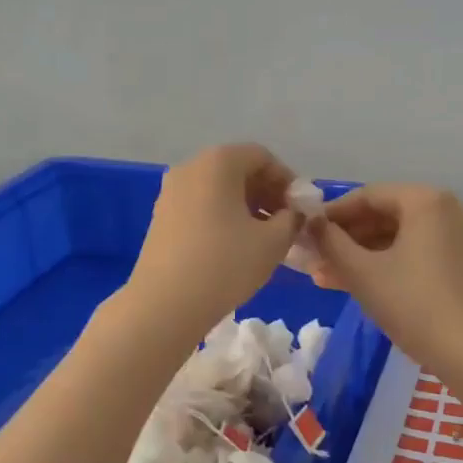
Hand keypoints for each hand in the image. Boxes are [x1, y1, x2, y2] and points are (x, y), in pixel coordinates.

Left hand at [125, 144, 302, 342]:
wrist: (165, 305)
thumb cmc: (225, 264)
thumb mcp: (274, 241)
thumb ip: (292, 219)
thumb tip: (292, 214)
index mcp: (218, 162)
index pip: (262, 157)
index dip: (287, 180)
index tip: (300, 209)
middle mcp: (191, 167)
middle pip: (238, 170)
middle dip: (267, 193)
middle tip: (286, 223)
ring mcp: (171, 192)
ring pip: (219, 190)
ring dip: (246, 207)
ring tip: (264, 238)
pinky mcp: (161, 217)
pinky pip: (201, 205)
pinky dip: (223, 217)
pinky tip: (235, 247)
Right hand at [304, 184, 462, 393]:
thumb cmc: (410, 303)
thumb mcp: (362, 272)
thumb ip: (330, 242)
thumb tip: (310, 223)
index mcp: (424, 200)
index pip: (367, 195)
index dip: (333, 213)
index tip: (306, 231)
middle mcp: (445, 207)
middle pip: (383, 214)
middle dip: (345, 237)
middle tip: (313, 257)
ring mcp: (455, 233)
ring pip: (396, 235)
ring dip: (360, 253)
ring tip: (324, 274)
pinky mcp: (458, 259)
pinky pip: (413, 249)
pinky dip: (384, 261)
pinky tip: (352, 280)